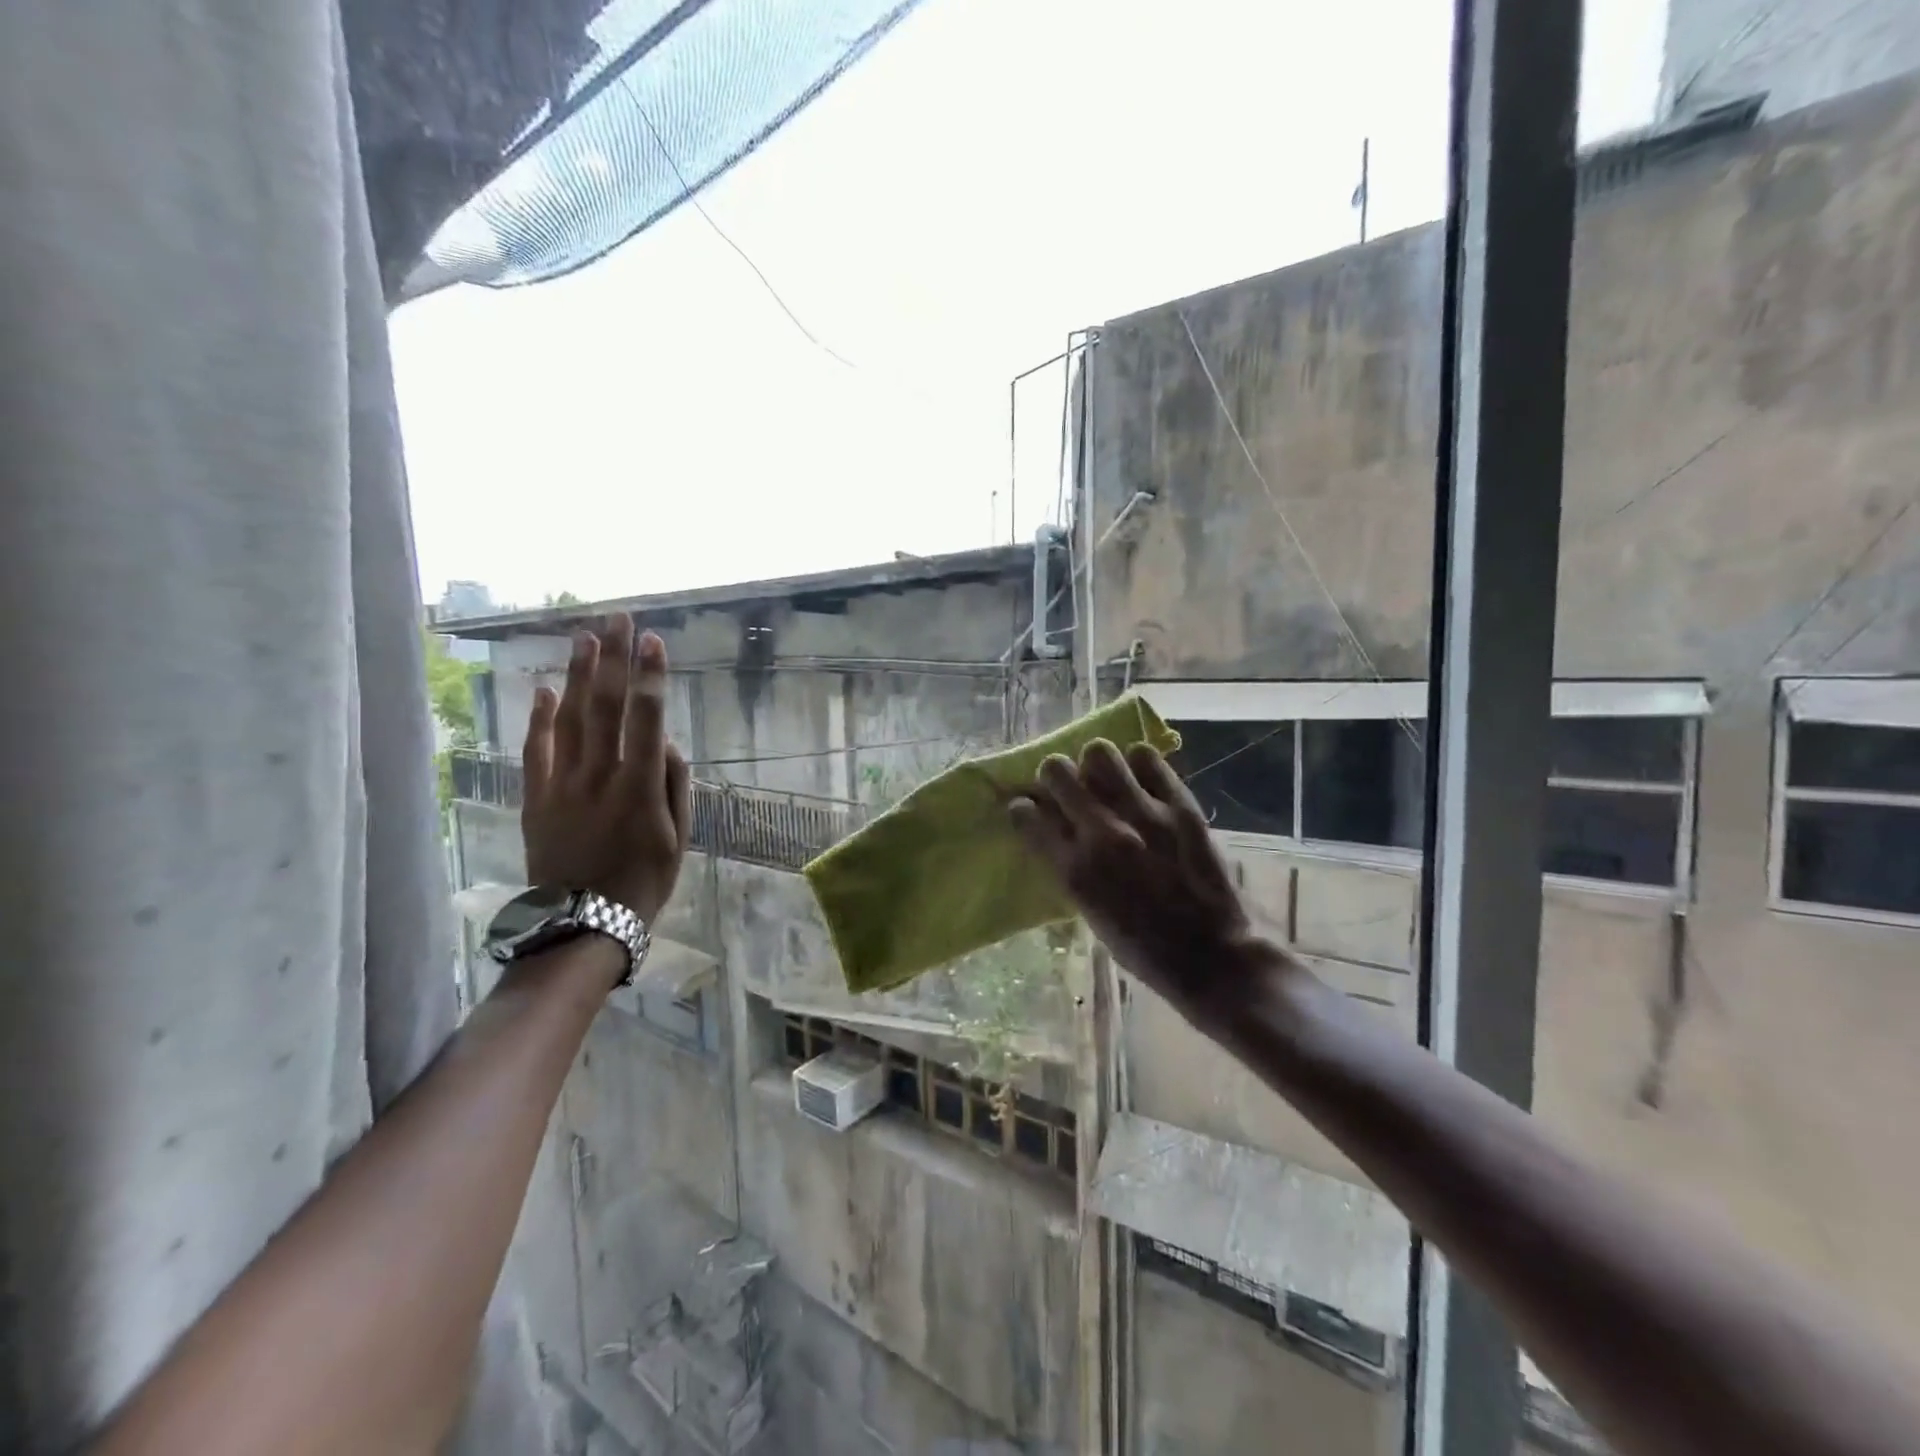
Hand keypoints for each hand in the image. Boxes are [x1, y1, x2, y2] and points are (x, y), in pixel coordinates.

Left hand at [521, 617, 689, 923]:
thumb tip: (667, 745)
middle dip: (614, 658)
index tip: (653, 641)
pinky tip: (545, 688)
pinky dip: (539, 718)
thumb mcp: (680, 838)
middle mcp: (600, 776)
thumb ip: (676, 786)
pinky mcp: (536, 798)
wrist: (583, 922)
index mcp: (641, 787)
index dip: (651, 677)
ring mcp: (563, 785)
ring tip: (586, 637)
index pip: (648, 719)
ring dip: (579, 675)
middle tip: (618, 619)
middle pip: (606, 706)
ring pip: (570, 719)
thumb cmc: (645, 882)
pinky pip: (536, 750)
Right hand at [1008, 740, 1281, 1025]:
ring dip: (1095, 763)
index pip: (1026, 814)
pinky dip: (1139, 764)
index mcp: (1074, 870)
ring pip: (1099, 752)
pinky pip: (1147, 758)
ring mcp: (1143, 815)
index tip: (1030, 809)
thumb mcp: (1089, 911)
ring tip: (1106, 778)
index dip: (1023, 807)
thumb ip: (1069, 866)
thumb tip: (1056, 830)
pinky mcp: (1180, 806)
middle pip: (1056, 770)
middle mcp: (1102, 834)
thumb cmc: (1143, 947)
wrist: (1211, 955)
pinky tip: (1141, 780)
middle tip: (1067, 787)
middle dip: (1054, 775)